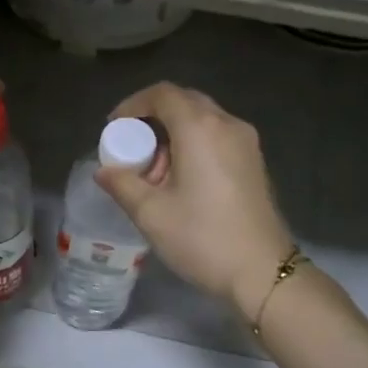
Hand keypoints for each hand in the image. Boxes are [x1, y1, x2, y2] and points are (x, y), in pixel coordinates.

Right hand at [96, 83, 294, 318]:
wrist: (262, 272)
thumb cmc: (202, 239)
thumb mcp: (151, 214)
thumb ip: (122, 184)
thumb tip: (104, 171)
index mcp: (200, 129)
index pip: (163, 94)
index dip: (133, 104)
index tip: (114, 128)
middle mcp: (227, 125)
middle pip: (185, 103)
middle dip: (153, 120)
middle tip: (132, 150)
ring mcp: (246, 143)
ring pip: (203, 121)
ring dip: (173, 135)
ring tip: (154, 173)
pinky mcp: (254, 163)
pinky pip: (217, 138)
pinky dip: (193, 147)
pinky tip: (181, 181)